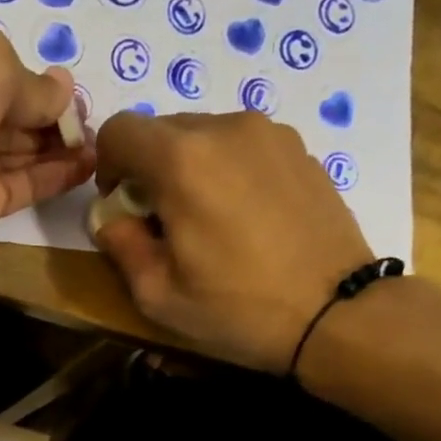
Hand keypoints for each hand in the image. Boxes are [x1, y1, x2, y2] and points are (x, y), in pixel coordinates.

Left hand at [0, 27, 96, 271]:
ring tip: (100, 142)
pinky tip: (87, 165)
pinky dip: (53, 177)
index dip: (29, 80)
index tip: (69, 89)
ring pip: (14, 153)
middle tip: (92, 119)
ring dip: (57, 146)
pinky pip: (20, 187)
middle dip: (47, 115)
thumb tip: (64, 90)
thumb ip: (30, 81)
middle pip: (4, 116)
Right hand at [90, 111, 376, 372]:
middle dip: (148, 169)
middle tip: (162, 220)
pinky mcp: (299, 148)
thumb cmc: (237, 309)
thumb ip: (120, 245)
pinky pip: (242, 146)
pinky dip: (227, 170)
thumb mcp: (157, 294)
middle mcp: (225, 129)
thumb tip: (112, 216)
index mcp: (182, 161)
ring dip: (189, 168)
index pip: (119, 129)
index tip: (122, 204)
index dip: (106, 165)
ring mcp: (269, 133)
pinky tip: (245, 218)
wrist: (334, 312)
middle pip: (162, 129)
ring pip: (204, 135)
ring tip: (207, 220)